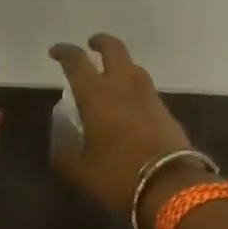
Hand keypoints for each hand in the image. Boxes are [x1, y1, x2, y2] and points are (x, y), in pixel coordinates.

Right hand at [48, 34, 197, 228]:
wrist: (171, 186)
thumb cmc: (118, 176)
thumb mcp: (82, 172)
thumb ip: (66, 156)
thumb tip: (61, 147)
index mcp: (96, 95)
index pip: (76, 61)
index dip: (64, 52)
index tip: (55, 52)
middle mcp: (123, 86)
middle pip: (114, 49)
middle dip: (101, 43)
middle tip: (91, 46)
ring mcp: (148, 96)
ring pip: (133, 67)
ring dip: (120, 64)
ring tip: (110, 77)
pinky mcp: (165, 110)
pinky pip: (145, 88)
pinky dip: (133, 87)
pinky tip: (129, 104)